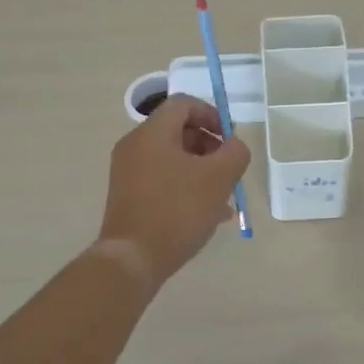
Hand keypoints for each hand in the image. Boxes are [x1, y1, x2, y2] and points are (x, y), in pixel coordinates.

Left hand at [97, 95, 250, 287]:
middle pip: (178, 131)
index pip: (184, 104)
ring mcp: (128, 172)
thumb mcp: (219, 178)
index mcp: (152, 133)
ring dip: (201, 169)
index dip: (212, 114)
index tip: (229, 139)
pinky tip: (209, 214)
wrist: (132, 259)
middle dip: (209, 146)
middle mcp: (135, 146)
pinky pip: (162, 180)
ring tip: (224, 196)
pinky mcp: (128, 196)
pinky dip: (185, 186)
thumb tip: (233, 145)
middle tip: (228, 168)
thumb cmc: (177, 211)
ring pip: (172, 158)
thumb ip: (235, 153)